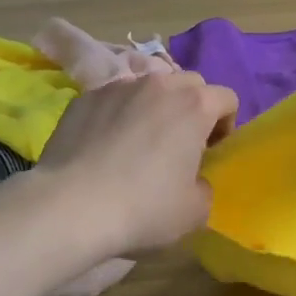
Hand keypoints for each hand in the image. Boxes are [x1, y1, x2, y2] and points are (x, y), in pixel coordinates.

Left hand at [31, 70, 239, 257]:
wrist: (69, 207)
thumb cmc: (143, 208)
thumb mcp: (194, 211)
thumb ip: (205, 187)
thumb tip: (193, 180)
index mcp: (195, 106)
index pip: (227, 98)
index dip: (225, 125)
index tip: (210, 152)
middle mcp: (160, 85)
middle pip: (190, 84)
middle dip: (192, 108)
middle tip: (180, 144)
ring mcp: (119, 87)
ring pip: (150, 86)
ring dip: (155, 106)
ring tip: (139, 141)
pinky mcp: (85, 98)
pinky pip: (113, 98)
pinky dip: (118, 114)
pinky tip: (105, 146)